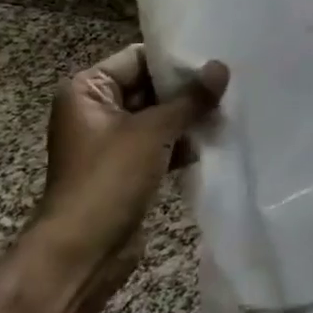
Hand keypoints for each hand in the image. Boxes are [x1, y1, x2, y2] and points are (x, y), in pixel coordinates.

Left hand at [37, 44, 228, 284]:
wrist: (82, 253)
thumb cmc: (109, 180)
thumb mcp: (153, 132)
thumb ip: (190, 99)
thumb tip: (221, 67)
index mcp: (87, 90)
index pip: (138, 58)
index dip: (174, 60)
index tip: (214, 58)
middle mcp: (95, 110)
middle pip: (149, 87)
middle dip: (186, 91)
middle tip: (229, 84)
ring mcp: (110, 142)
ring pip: (157, 118)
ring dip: (188, 118)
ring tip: (229, 110)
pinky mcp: (125, 169)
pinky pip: (159, 145)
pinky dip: (182, 143)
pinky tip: (214, 141)